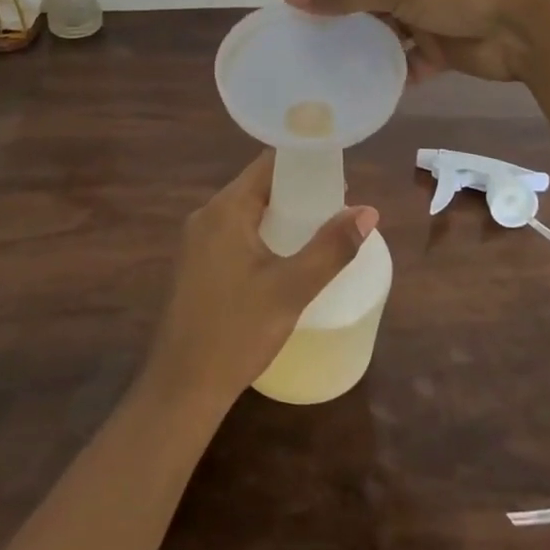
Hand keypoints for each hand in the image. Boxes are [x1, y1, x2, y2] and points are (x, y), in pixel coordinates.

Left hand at [145, 150, 378, 407]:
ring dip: (280, 216)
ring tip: (318, 231)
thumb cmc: (237, 331)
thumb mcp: (292, 289)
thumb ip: (331, 248)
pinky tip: (284, 259)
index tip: (336, 171)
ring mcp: (196, 242)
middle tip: (335, 205)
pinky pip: (234, 234)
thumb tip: (368, 212)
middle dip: (297, 192)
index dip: (303, 161)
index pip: (268, 163)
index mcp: (225, 209)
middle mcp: (206, 216)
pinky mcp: (195, 266)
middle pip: (257, 187)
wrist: (181, 388)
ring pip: (246, 213)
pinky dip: (262, 235)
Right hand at [283, 0, 549, 82]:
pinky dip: (394, 72)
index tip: (301, 12)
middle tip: (311, 47)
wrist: (527, 20)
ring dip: (365, 48)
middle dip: (340, 18)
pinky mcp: (442, 46)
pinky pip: (409, 60)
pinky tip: (373, 89)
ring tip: (334, 72)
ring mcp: (426, 12)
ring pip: (384, 30)